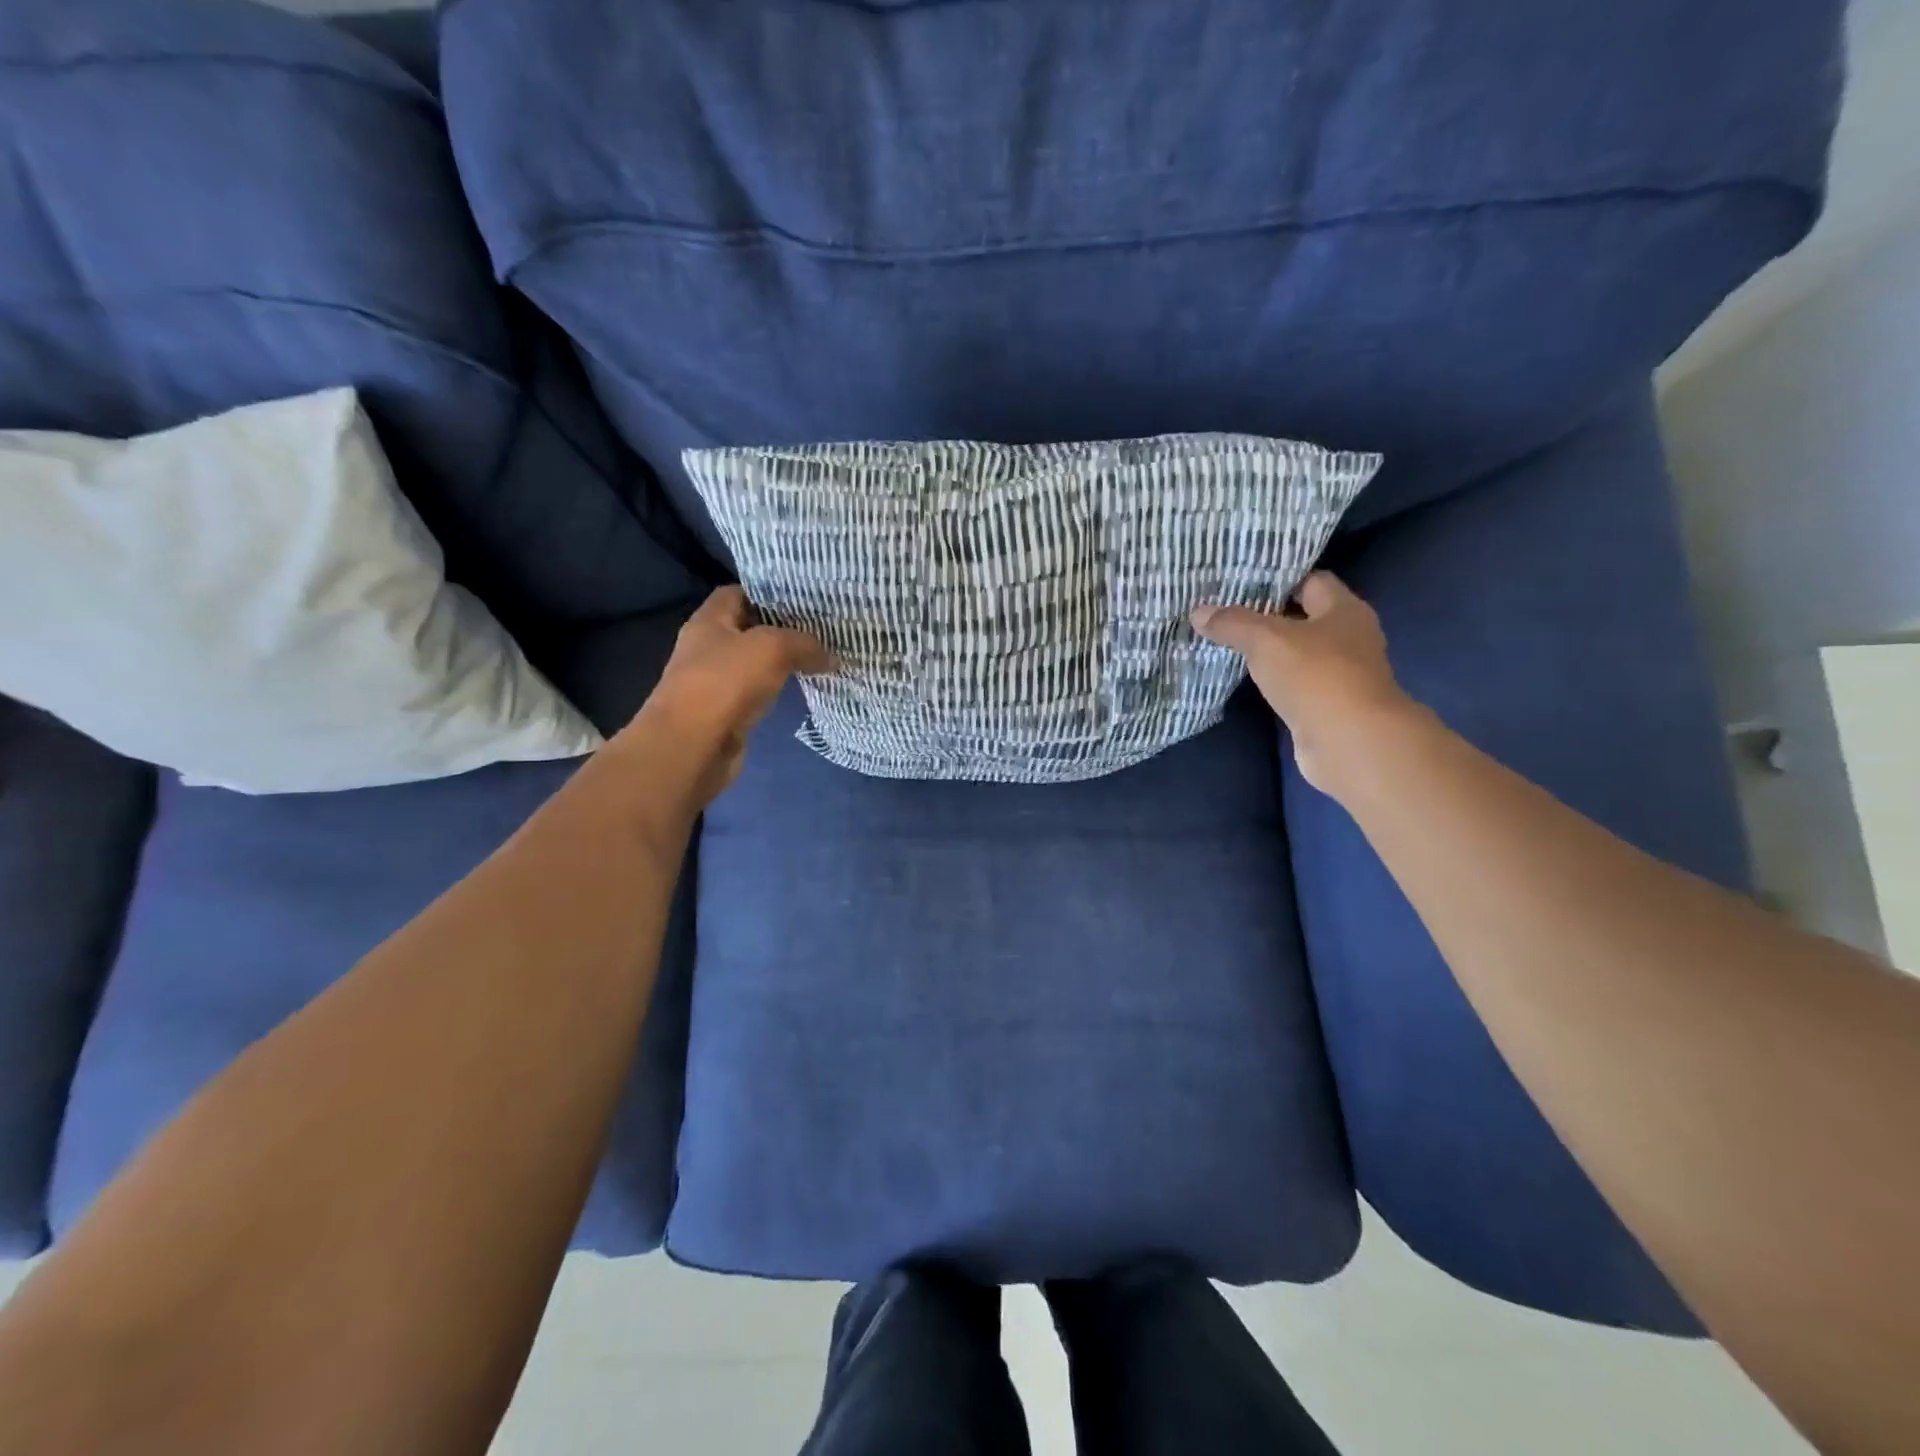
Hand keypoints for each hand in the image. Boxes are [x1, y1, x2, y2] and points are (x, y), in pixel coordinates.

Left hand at [620, 587, 828, 806]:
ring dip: (783, 662)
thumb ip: (804, 644)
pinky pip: (757, 693)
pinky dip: (778, 691)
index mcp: (709, 621)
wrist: (693, 748)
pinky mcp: (726, 713)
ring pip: (755, 664)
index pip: (738, 593)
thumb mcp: (772, 648)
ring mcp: (715, 682)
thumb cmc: (725, 684)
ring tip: (821, 657)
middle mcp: (708, 648)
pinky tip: (803, 689)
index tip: (804, 598)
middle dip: (783, 628)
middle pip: (749, 629)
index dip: (769, 592)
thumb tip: (830, 657)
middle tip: (822, 628)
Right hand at [1191, 572, 1415, 795]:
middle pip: (1304, 617)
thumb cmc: (1316, 676)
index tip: (1241, 581)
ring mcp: (1341, 674)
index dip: (1278, 579)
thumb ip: (1233, 623)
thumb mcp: (1266, 640)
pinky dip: (1273, 680)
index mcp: (1345, 610)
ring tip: (1227, 641)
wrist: (1349, 742)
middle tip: (1226, 610)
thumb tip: (1198, 611)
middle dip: (1268, 615)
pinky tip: (1246, 678)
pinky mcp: (1328, 705)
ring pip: (1298, 652)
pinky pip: (1295, 683)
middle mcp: (1349, 638)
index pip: (1311, 580)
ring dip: (1269, 651)